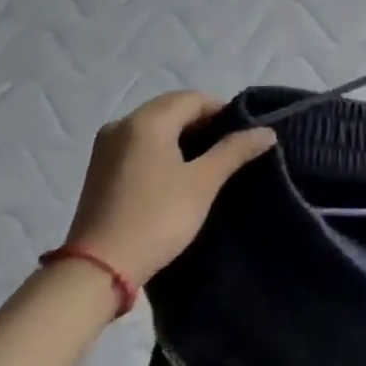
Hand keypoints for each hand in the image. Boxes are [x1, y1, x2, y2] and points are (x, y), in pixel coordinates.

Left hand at [65, 91, 274, 284]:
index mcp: (147, 121)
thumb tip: (267, 131)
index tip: (244, 133)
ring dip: (182, 134)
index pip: (193, 98)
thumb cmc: (157, 217)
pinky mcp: (101, 168)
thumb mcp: (203, 183)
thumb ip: (235, 150)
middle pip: (171, 108)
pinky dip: (162, 147)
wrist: (98, 268)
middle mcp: (122, 124)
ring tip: (208, 160)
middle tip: (230, 147)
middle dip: (203, 121)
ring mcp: (106, 146)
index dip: (223, 110)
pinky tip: (178, 171)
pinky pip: (139, 142)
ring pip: (154, 125)